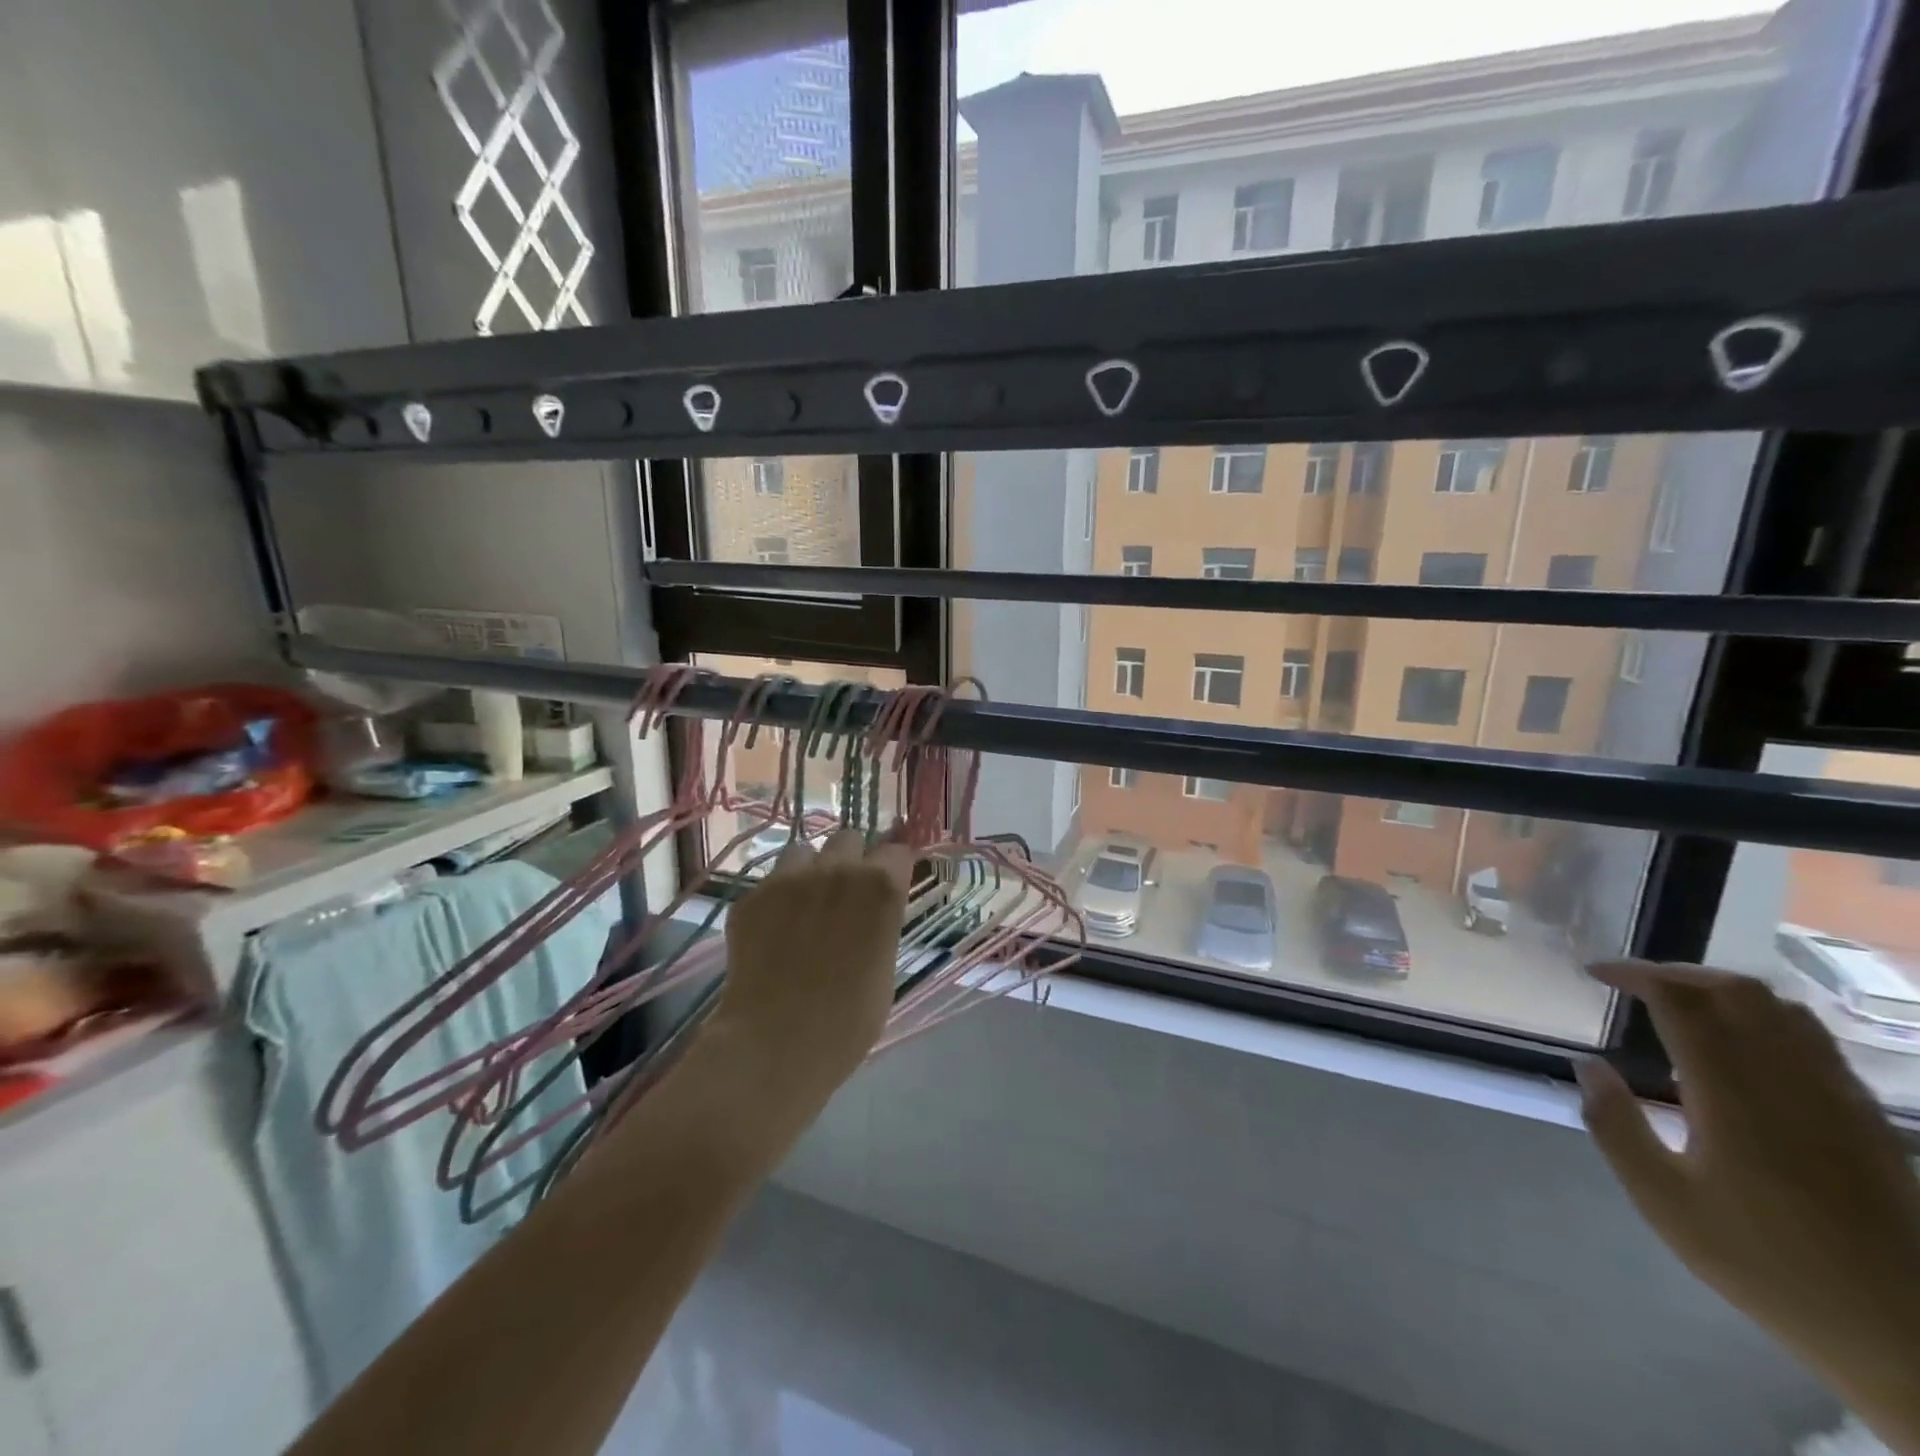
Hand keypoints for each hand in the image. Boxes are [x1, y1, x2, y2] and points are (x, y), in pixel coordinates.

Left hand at [706, 828, 912, 1121]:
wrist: (775, 1045)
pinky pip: (770, 882)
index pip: (897, 850)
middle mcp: (836, 869)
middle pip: (849, 839)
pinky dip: (776, 899)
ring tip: (804, 907)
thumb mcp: (885, 966)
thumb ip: (881, 923)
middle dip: (851, 860)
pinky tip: (773, 933)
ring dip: (811, 870)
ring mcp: (788, 878)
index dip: (894, 864)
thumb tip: (872, 910)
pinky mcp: (751, 896)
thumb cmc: (849, 1021)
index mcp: (880, 886)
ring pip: (804, 851)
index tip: (891, 877)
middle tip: (846, 895)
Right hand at [1580, 961, 1919, 1450]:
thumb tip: (1588, 1065)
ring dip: (1725, 992)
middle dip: (1678, 974)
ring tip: (1685, 1007)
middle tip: (1635, 985)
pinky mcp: (1870, 1120)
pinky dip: (1769, 1022)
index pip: (1681, 1000)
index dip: (1634, 974)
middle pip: (1737, 991)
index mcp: (1731, 1093)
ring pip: (1783, 1010)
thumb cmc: (1765, 1265)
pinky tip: (1746, 1050)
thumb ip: (1615, 1125)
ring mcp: (1839, 1098)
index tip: (1596, 974)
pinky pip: (1817, 1043)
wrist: (1906, 1338)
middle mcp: (1788, 1080)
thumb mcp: (1664, 1201)